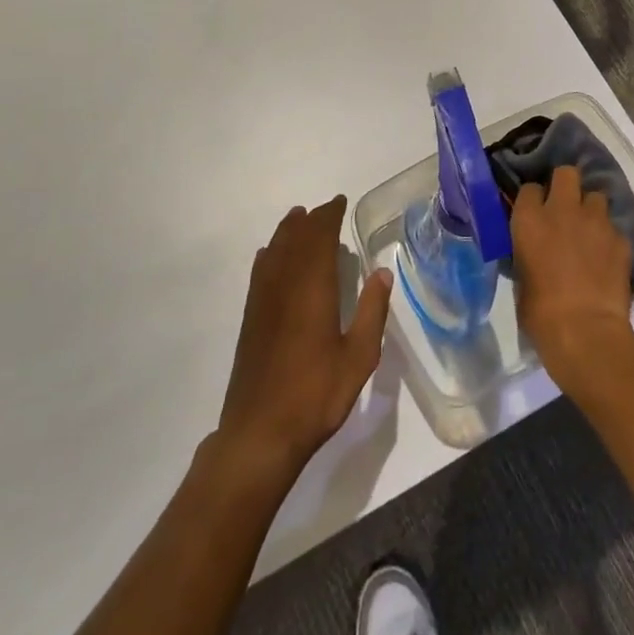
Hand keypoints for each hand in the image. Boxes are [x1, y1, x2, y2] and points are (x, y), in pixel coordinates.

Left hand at [215, 195, 393, 481]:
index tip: (340, 202)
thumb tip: (382, 271)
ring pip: (274, 251)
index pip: (319, 238)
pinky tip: (271, 256)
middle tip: (326, 210)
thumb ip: (372, 311)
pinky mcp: (251, 318)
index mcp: (313, 288)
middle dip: (310, 220)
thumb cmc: (316, 394)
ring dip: (288, 231)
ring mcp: (263, 301)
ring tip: (299, 219)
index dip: (329, 216)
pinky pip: (261, 271)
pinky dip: (270, 254)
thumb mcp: (359, 356)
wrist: (260, 432)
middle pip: (295, 239)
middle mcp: (284, 285)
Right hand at [510, 166, 633, 392]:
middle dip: (566, 185)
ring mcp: (595, 221)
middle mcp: (562, 210)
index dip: (534, 200)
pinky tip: (606, 257)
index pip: (530, 189)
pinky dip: (608, 238)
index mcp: (529, 219)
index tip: (535, 212)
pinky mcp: (620, 239)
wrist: (585, 332)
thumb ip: (527, 250)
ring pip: (596, 197)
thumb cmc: (540, 312)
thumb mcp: (520, 276)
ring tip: (589, 232)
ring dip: (590, 210)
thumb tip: (534, 246)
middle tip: (565, 207)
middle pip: (566, 173)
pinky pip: (613, 228)